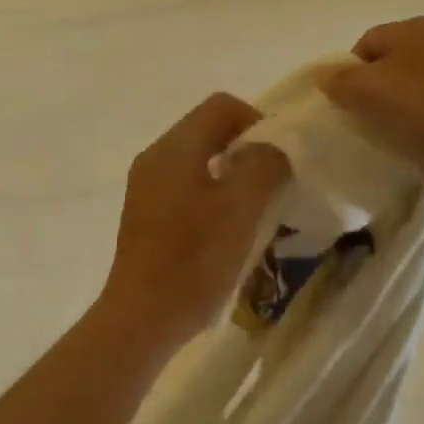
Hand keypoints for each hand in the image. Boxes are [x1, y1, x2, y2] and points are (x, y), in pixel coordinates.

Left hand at [96, 94, 290, 352]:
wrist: (142, 318)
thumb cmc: (194, 260)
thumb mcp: (240, 209)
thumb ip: (262, 166)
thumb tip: (269, 150)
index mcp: (174, 148)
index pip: (221, 106)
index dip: (258, 120)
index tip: (281, 156)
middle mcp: (155, 157)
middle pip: (208, 130)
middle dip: (247, 148)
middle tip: (274, 182)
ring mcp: (146, 186)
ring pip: (199, 159)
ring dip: (232, 173)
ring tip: (256, 207)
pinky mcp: (146, 214)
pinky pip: (187, 185)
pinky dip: (213, 193)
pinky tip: (228, 227)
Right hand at [321, 17, 423, 186]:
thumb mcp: (372, 93)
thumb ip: (341, 83)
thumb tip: (325, 76)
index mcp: (412, 28)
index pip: (364, 44)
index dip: (348, 75)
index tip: (348, 108)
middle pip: (390, 65)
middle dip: (375, 95)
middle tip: (369, 124)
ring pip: (415, 87)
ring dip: (402, 111)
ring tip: (399, 138)